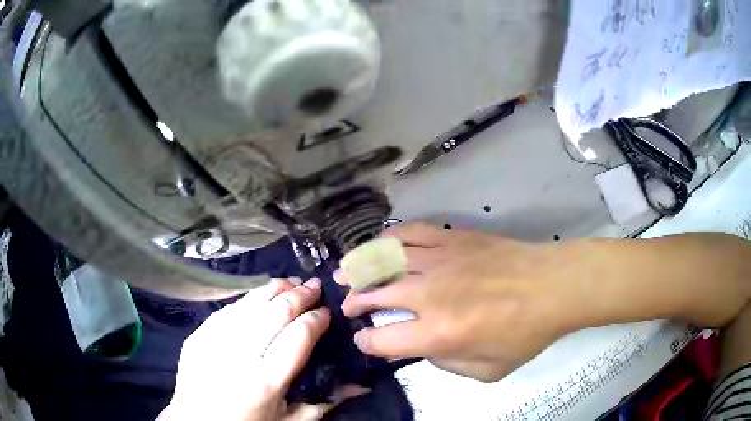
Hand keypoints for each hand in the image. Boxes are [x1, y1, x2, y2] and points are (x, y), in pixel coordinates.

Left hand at [159, 278, 366, 420]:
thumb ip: (323, 402)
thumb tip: (360, 384)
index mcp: (265, 381)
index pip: (297, 337)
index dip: (316, 319)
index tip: (327, 311)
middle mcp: (238, 356)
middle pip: (274, 313)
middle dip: (299, 295)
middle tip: (314, 285)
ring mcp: (213, 342)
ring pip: (248, 304)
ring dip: (272, 289)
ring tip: (290, 281)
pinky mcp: (197, 336)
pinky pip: (226, 310)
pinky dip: (246, 300)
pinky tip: (257, 297)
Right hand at [338, 224, 576, 381]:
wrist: (554, 286)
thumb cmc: (525, 333)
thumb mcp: (487, 370)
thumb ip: (447, 366)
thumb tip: (426, 348)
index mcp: (438, 333)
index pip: (382, 339)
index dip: (368, 343)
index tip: (366, 342)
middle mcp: (430, 294)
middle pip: (374, 295)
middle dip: (355, 302)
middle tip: (349, 306)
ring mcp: (440, 261)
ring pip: (384, 260)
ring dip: (360, 268)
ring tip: (345, 272)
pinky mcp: (452, 238)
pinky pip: (411, 233)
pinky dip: (389, 238)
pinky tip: (379, 244)